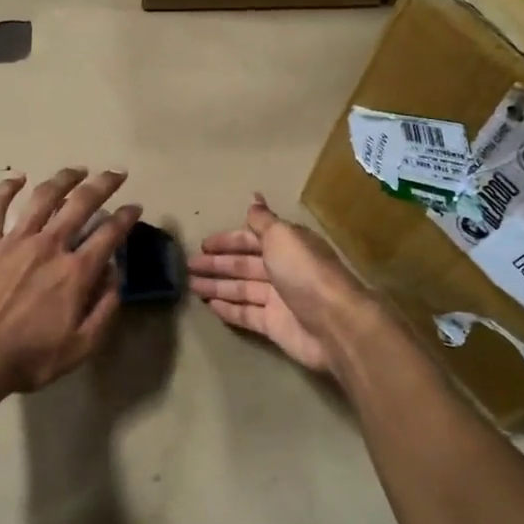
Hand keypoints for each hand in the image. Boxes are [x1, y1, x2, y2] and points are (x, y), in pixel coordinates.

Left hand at [0, 168, 140, 397]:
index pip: (109, 234)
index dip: (126, 217)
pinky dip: (6, 188)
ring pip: (43, 197)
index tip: (135, 207)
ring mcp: (14, 241)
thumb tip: (116, 274)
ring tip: (77, 170)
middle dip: (103, 184)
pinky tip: (17, 178)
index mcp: (75, 272)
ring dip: (63, 179)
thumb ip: (104, 308)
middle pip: (81, 204)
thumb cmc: (30, 358)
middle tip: (116, 173)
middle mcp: (49, 246)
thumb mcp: (81, 346)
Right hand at [191, 194, 370, 373]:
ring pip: (241, 288)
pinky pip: (246, 313)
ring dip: (217, 285)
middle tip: (188, 265)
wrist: (335, 324)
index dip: (228, 241)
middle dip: (217, 263)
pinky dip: (228, 309)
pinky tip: (209, 306)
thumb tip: (254, 198)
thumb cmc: (305, 273)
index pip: (252, 239)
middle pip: (244, 264)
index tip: (203, 244)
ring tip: (191, 285)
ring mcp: (279, 299)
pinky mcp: (274, 325)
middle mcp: (283, 270)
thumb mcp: (283, 236)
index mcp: (288, 245)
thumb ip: (264, 221)